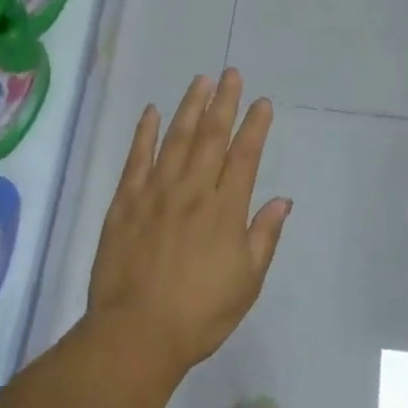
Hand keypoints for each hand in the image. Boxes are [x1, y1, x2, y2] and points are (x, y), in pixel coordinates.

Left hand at [87, 71, 291, 376]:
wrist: (136, 333)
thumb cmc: (200, 313)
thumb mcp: (247, 282)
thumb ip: (264, 236)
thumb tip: (281, 200)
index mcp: (225, 210)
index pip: (244, 156)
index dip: (255, 126)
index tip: (261, 102)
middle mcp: (192, 191)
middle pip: (211, 137)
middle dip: (224, 102)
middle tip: (231, 74)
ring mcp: (155, 193)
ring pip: (176, 139)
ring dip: (190, 108)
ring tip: (201, 81)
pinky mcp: (125, 202)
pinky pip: (136, 159)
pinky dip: (144, 133)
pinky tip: (152, 112)